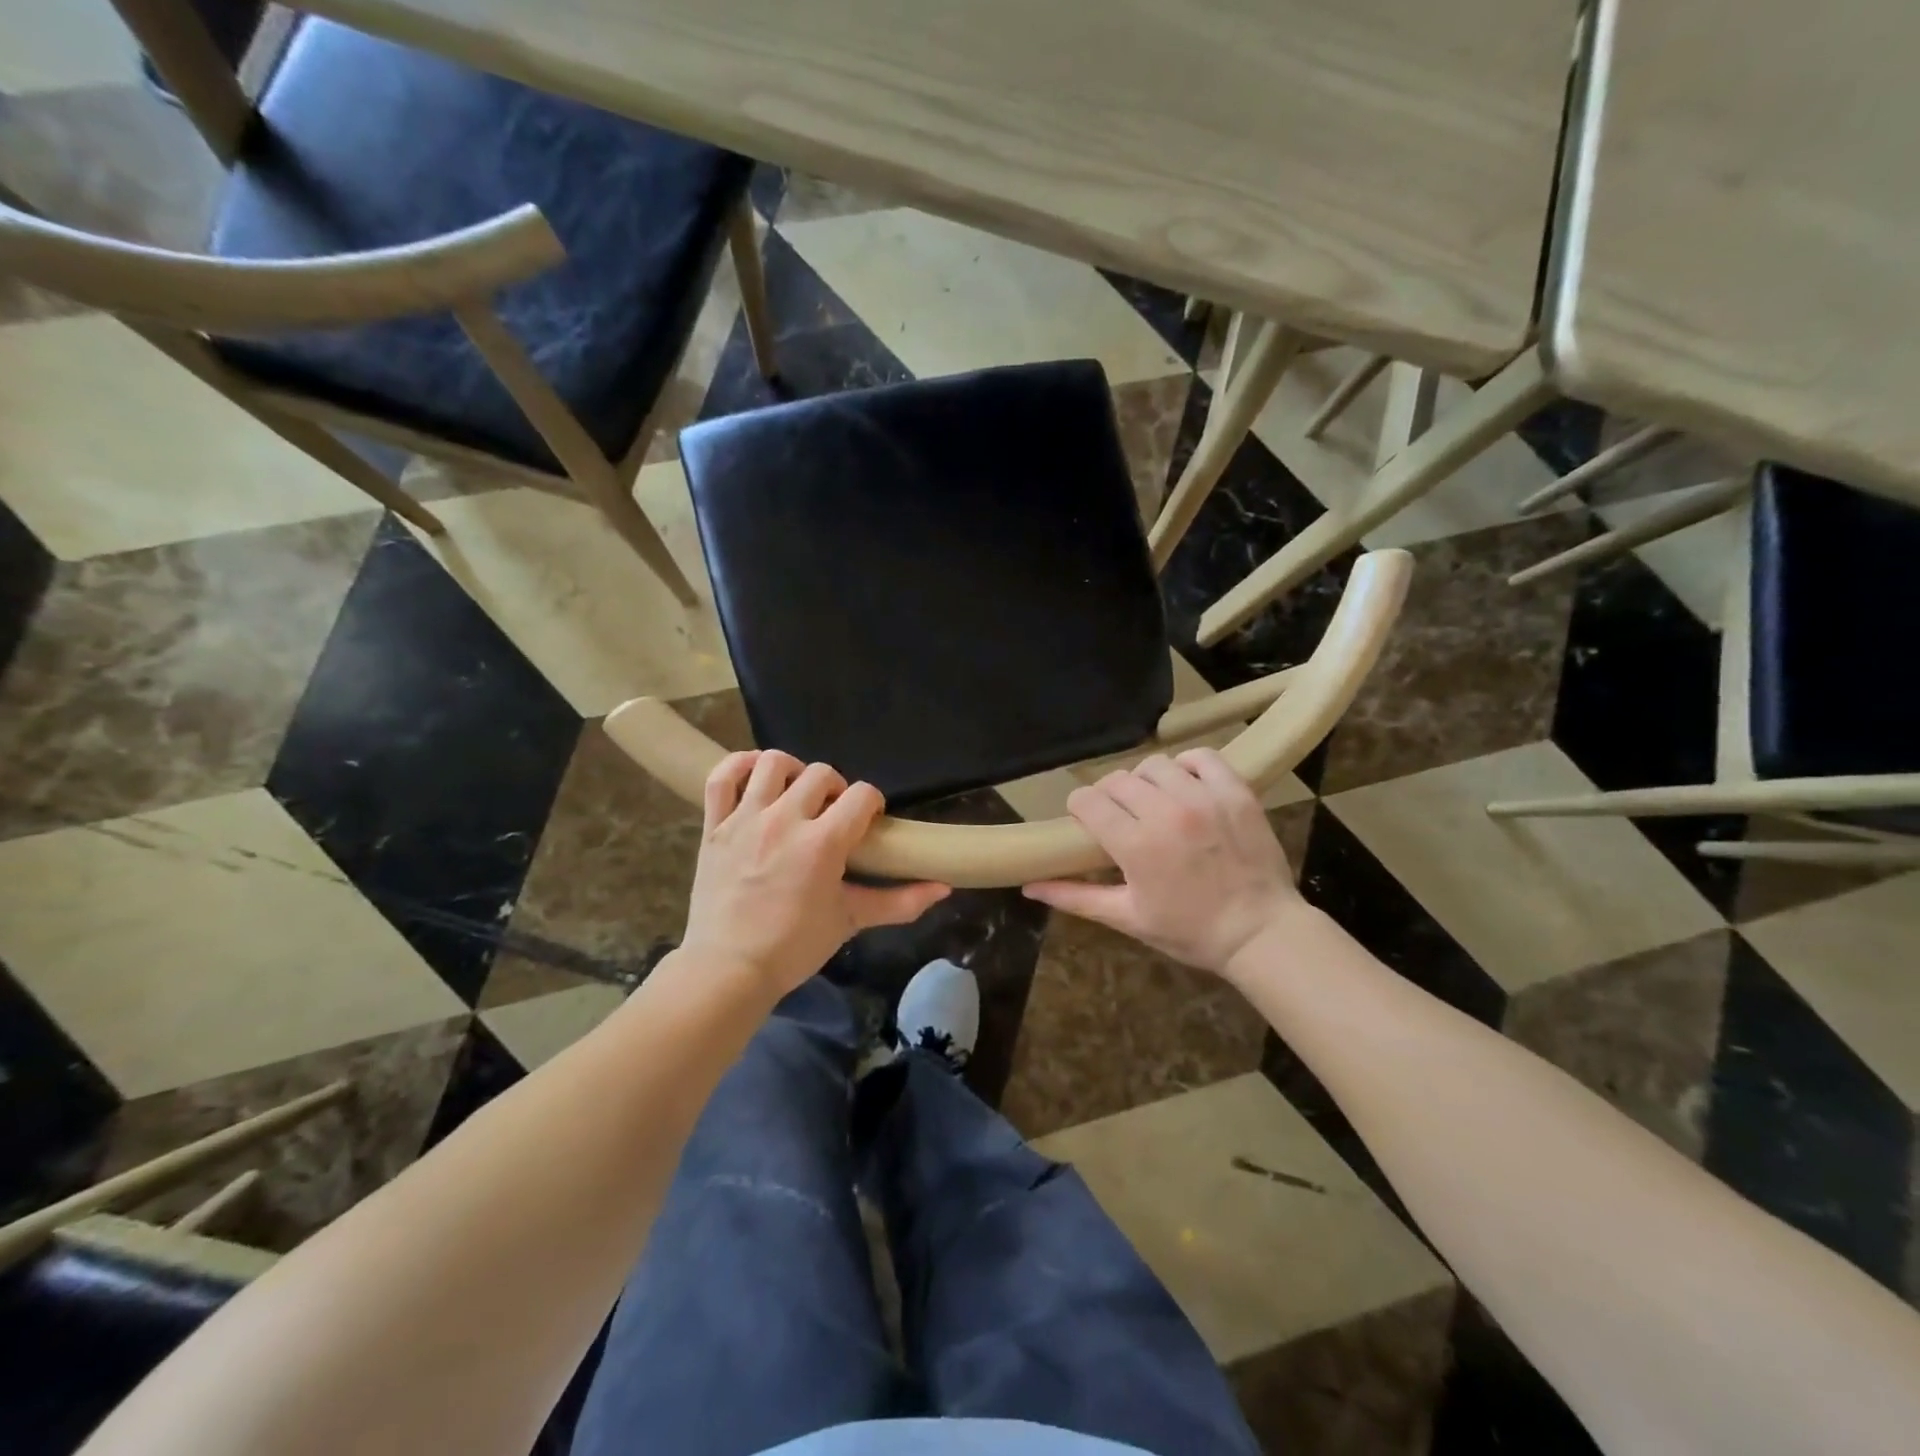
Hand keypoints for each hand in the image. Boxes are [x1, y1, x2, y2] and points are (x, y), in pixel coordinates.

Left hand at [682, 750, 949, 997]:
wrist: (728, 970)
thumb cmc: (793, 947)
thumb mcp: (850, 921)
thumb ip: (900, 902)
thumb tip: (944, 888)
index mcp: (823, 842)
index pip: (862, 795)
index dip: (872, 803)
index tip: (868, 822)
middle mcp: (785, 820)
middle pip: (822, 774)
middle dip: (836, 789)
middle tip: (833, 815)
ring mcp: (745, 819)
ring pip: (772, 764)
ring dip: (792, 771)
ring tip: (796, 793)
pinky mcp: (714, 825)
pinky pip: (722, 777)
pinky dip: (738, 766)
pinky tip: (754, 776)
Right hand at [1024, 749, 1299, 977]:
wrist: (1261, 933)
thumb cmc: (1190, 931)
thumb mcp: (1128, 918)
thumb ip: (1076, 897)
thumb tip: (1028, 887)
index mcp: (1135, 845)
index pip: (1087, 800)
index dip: (1080, 809)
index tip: (1088, 822)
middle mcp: (1166, 812)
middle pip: (1116, 780)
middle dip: (1109, 797)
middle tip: (1122, 818)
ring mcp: (1204, 798)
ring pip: (1154, 765)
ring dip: (1145, 781)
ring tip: (1155, 802)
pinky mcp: (1235, 792)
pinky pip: (1202, 757)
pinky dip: (1188, 765)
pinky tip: (1186, 786)